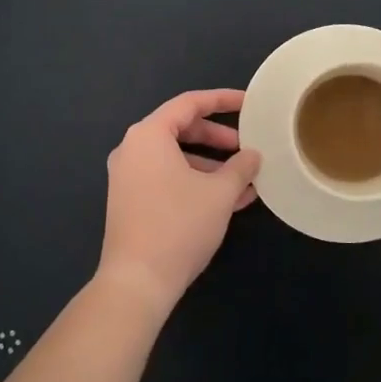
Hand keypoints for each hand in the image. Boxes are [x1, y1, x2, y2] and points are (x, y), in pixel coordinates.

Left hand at [98, 89, 261, 311]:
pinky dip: (195, 182)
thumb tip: (252, 156)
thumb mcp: (219, 193)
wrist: (137, 281)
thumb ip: (240, 167)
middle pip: (181, 129)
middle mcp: (132, 149)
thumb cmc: (179, 225)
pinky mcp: (130, 201)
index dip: (223, 100)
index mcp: (148, 135)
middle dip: (218, 138)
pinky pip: (167, 178)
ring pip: (176, 158)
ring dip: (211, 166)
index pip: (189, 104)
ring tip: (245, 181)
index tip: (250, 104)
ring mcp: (128, 176)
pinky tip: (228, 201)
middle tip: (247, 148)